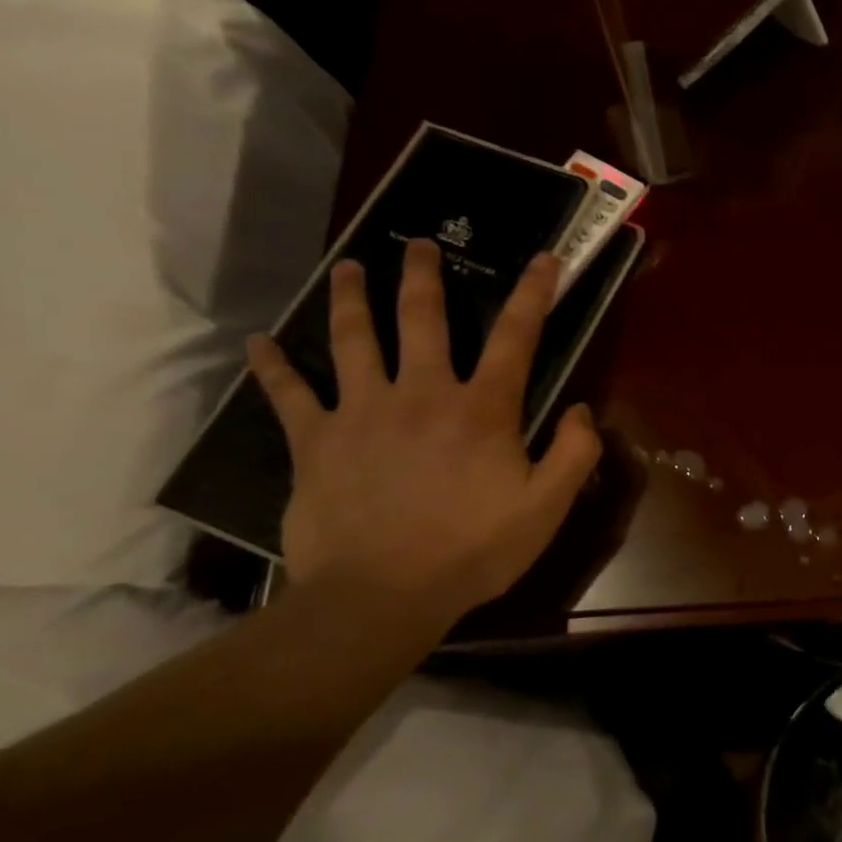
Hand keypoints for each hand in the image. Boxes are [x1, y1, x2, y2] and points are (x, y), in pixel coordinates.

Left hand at [246, 240, 600, 625]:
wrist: (381, 597)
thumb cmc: (473, 551)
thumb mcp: (547, 508)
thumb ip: (575, 453)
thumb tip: (583, 410)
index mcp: (482, 408)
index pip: (516, 337)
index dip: (534, 293)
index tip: (544, 258)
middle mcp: (422, 393)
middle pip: (421, 318)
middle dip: (423, 276)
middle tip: (419, 244)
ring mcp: (362, 412)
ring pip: (353, 339)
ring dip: (350, 298)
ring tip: (346, 268)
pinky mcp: (316, 442)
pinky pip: (289, 395)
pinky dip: (273, 367)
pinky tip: (258, 343)